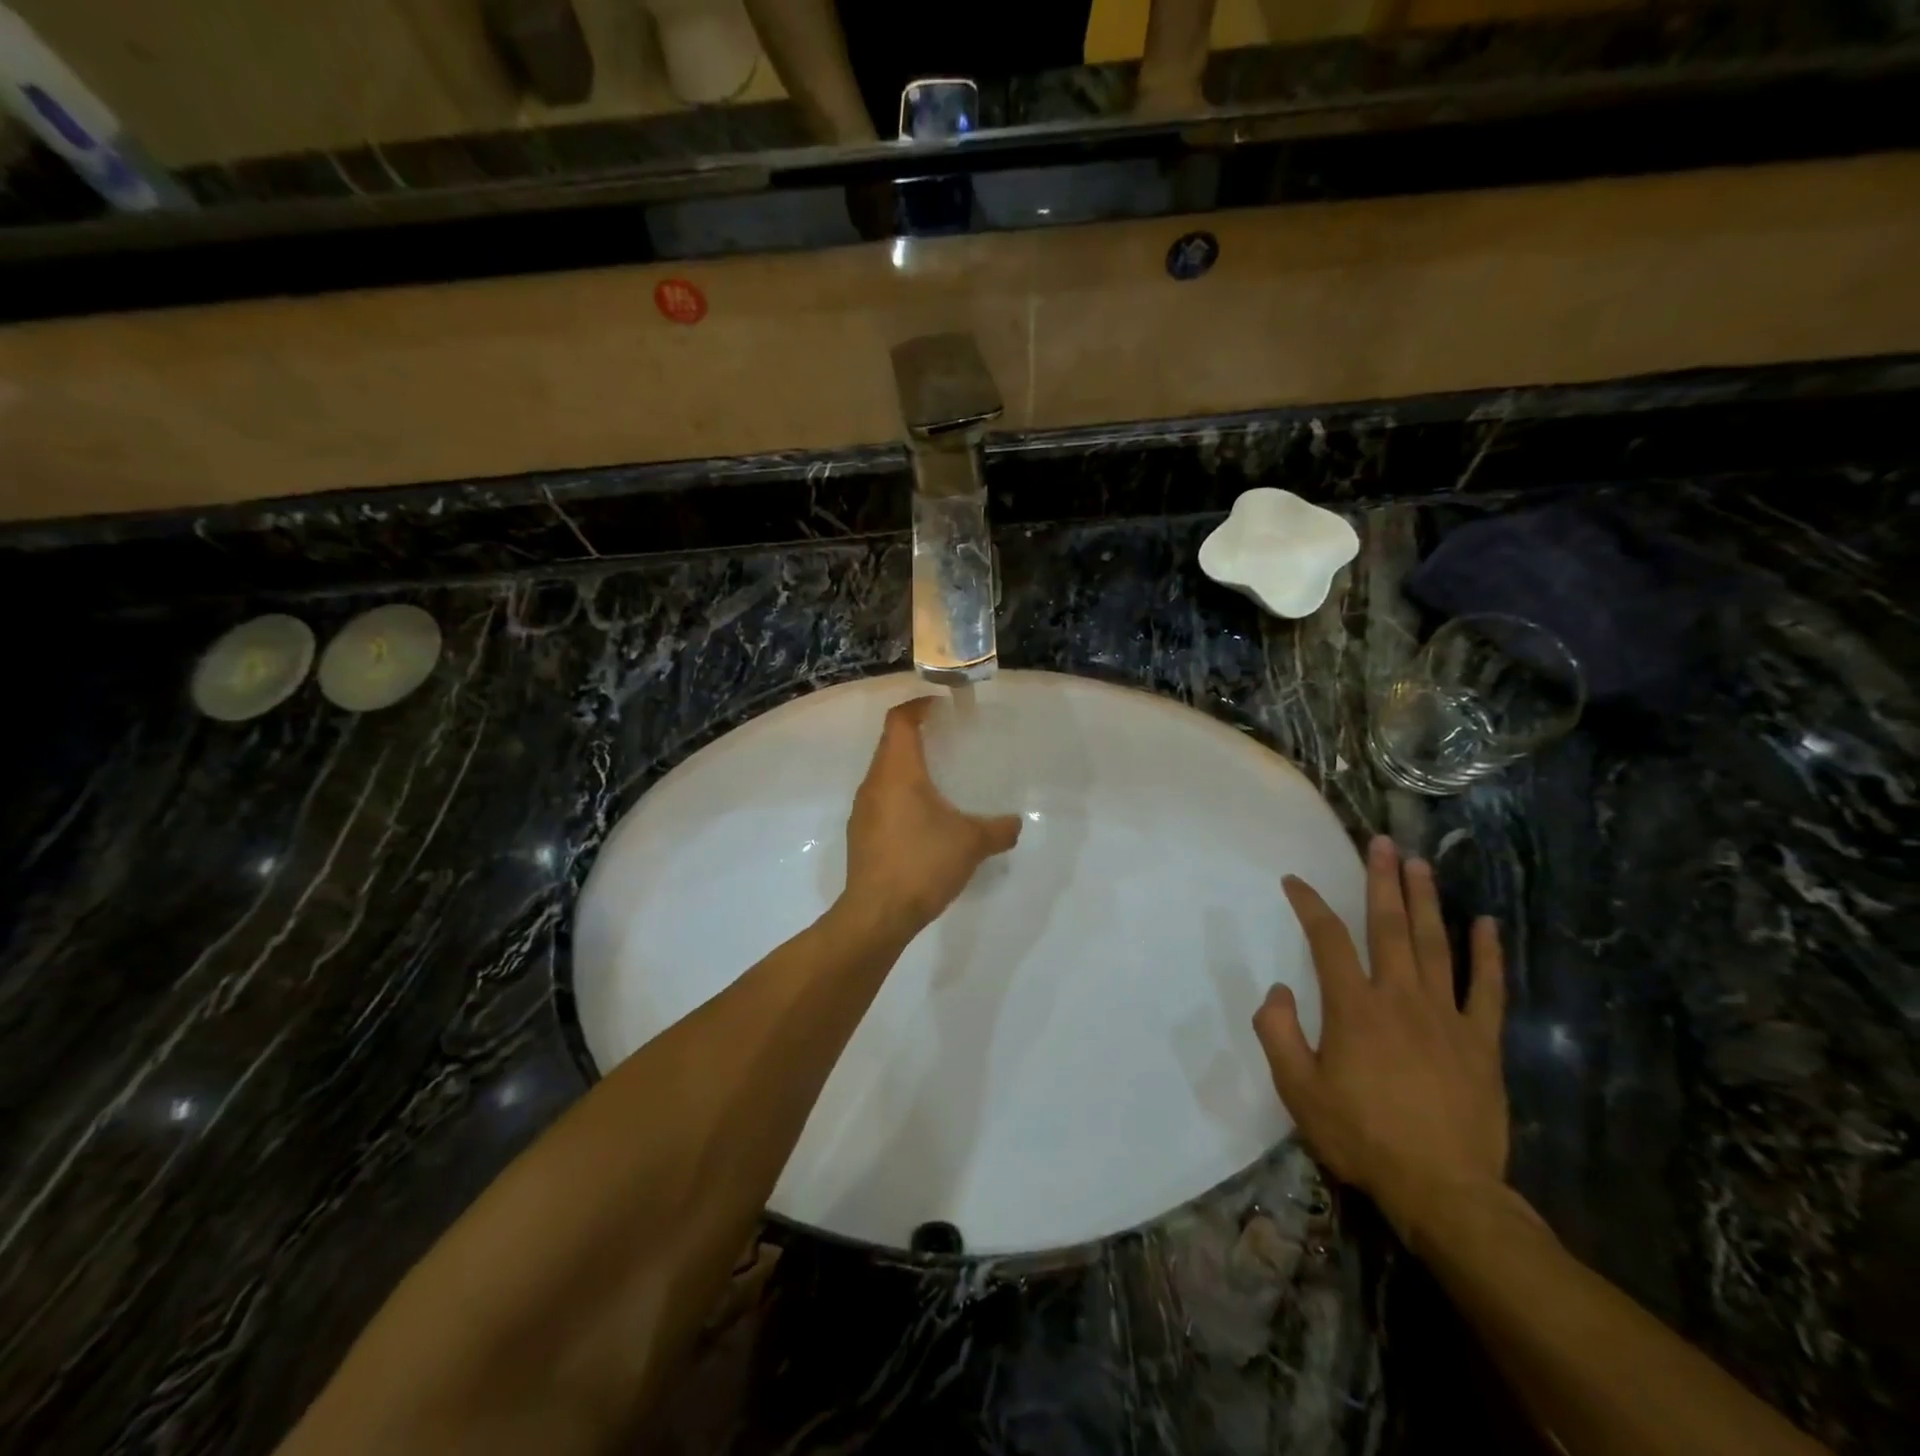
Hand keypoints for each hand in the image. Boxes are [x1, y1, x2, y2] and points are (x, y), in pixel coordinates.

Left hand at [842, 698, 1020, 936]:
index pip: (900, 721)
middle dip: (917, 736)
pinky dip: (901, 796)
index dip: (918, 706)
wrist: (877, 914)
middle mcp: (874, 784)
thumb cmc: (922, 864)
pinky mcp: (861, 835)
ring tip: (939, 779)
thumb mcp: (971, 844)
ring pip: (884, 774)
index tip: (940, 706)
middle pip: (890, 744)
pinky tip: (923, 819)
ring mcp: (863, 810)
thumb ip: (998, 830)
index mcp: (897, 772)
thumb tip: (1015, 824)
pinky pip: (881, 800)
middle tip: (948, 740)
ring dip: (908, 769)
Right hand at [1253, 835, 1509, 1252]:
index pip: (1327, 939)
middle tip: (1381, 843)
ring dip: (1425, 901)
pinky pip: (1487, 989)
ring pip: (1435, 945)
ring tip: (1419, 864)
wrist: (1444, 1192)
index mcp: (1354, 1008)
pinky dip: (1488, 954)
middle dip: (1382, 881)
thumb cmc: (1363, 1137)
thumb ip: (1279, 1034)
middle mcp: (1400, 998)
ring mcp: (1446, 1017)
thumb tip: (1278, 990)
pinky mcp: (1481, 1042)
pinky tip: (1486, 923)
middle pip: (1389, 927)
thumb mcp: (1299, 1091)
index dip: (1309, 904)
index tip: (1294, 880)